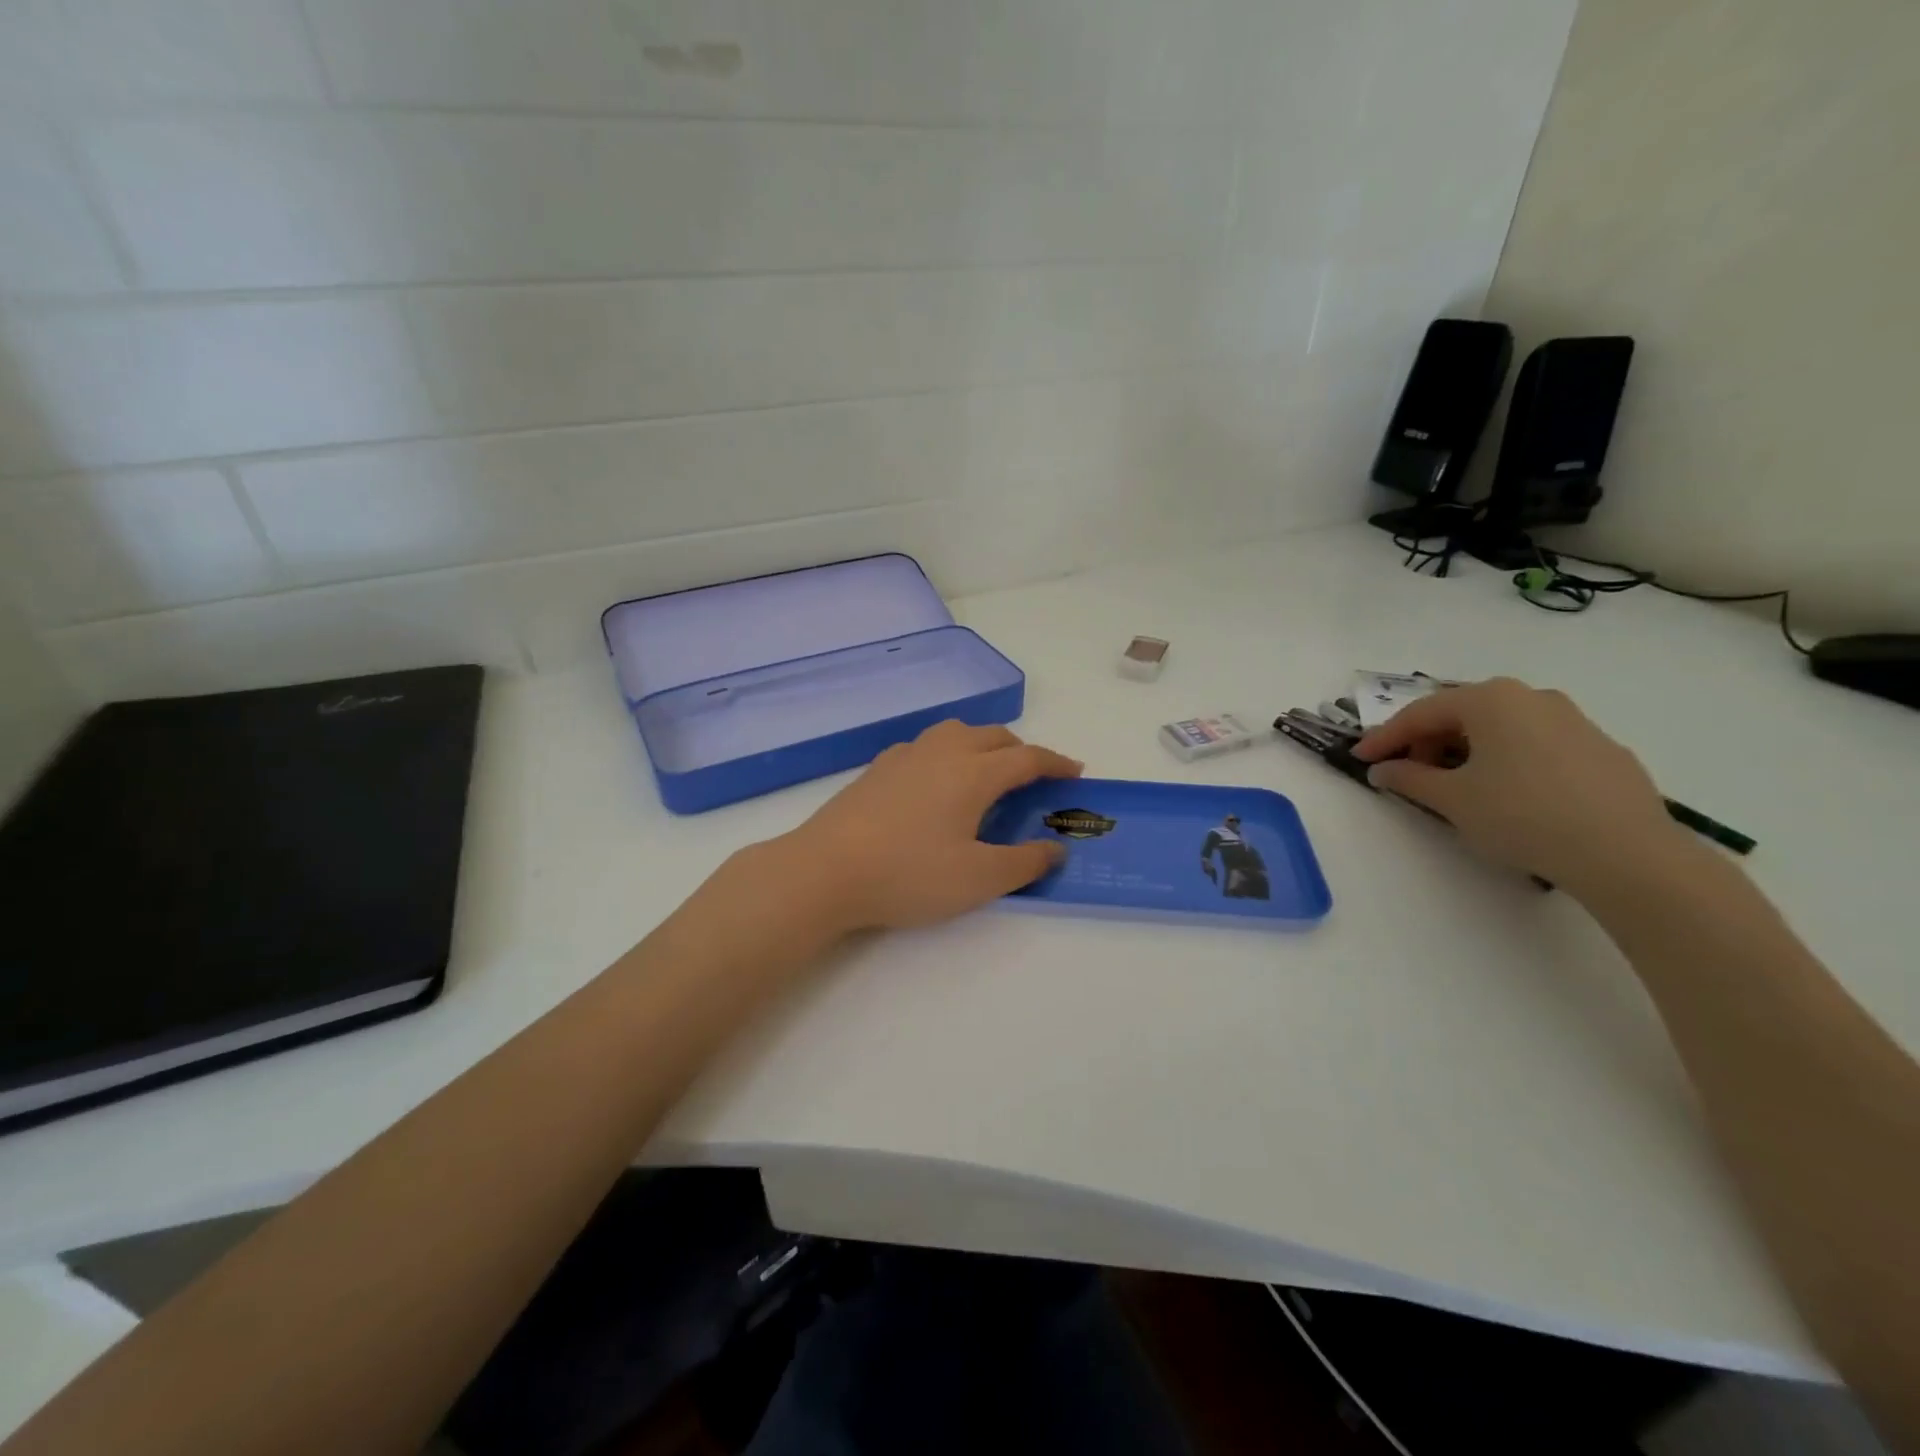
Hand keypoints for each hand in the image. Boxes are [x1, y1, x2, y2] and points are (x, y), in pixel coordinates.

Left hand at [768, 720, 1082, 933]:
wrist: (825, 870)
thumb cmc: (909, 874)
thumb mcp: (978, 879)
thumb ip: (1024, 862)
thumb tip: (1055, 849)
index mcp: (973, 773)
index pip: (1028, 758)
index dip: (1056, 763)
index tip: (1076, 772)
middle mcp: (943, 752)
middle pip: (993, 736)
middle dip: (1022, 752)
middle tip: (1034, 779)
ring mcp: (905, 756)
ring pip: (956, 732)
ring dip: (983, 744)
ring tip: (987, 772)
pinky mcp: (877, 768)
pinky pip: (926, 746)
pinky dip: (948, 753)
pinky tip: (936, 782)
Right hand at [1351, 678, 1682, 895]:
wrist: (1627, 854)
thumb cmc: (1522, 815)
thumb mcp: (1451, 799)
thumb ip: (1408, 779)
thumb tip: (1383, 770)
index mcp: (1491, 699)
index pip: (1420, 713)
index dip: (1384, 737)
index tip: (1360, 759)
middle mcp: (1532, 697)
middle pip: (1461, 714)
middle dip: (1427, 742)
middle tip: (1406, 773)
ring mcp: (1574, 721)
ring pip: (1500, 728)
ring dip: (1466, 751)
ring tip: (1454, 786)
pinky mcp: (1601, 750)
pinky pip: (1535, 745)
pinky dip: (1506, 761)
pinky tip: (1506, 795)